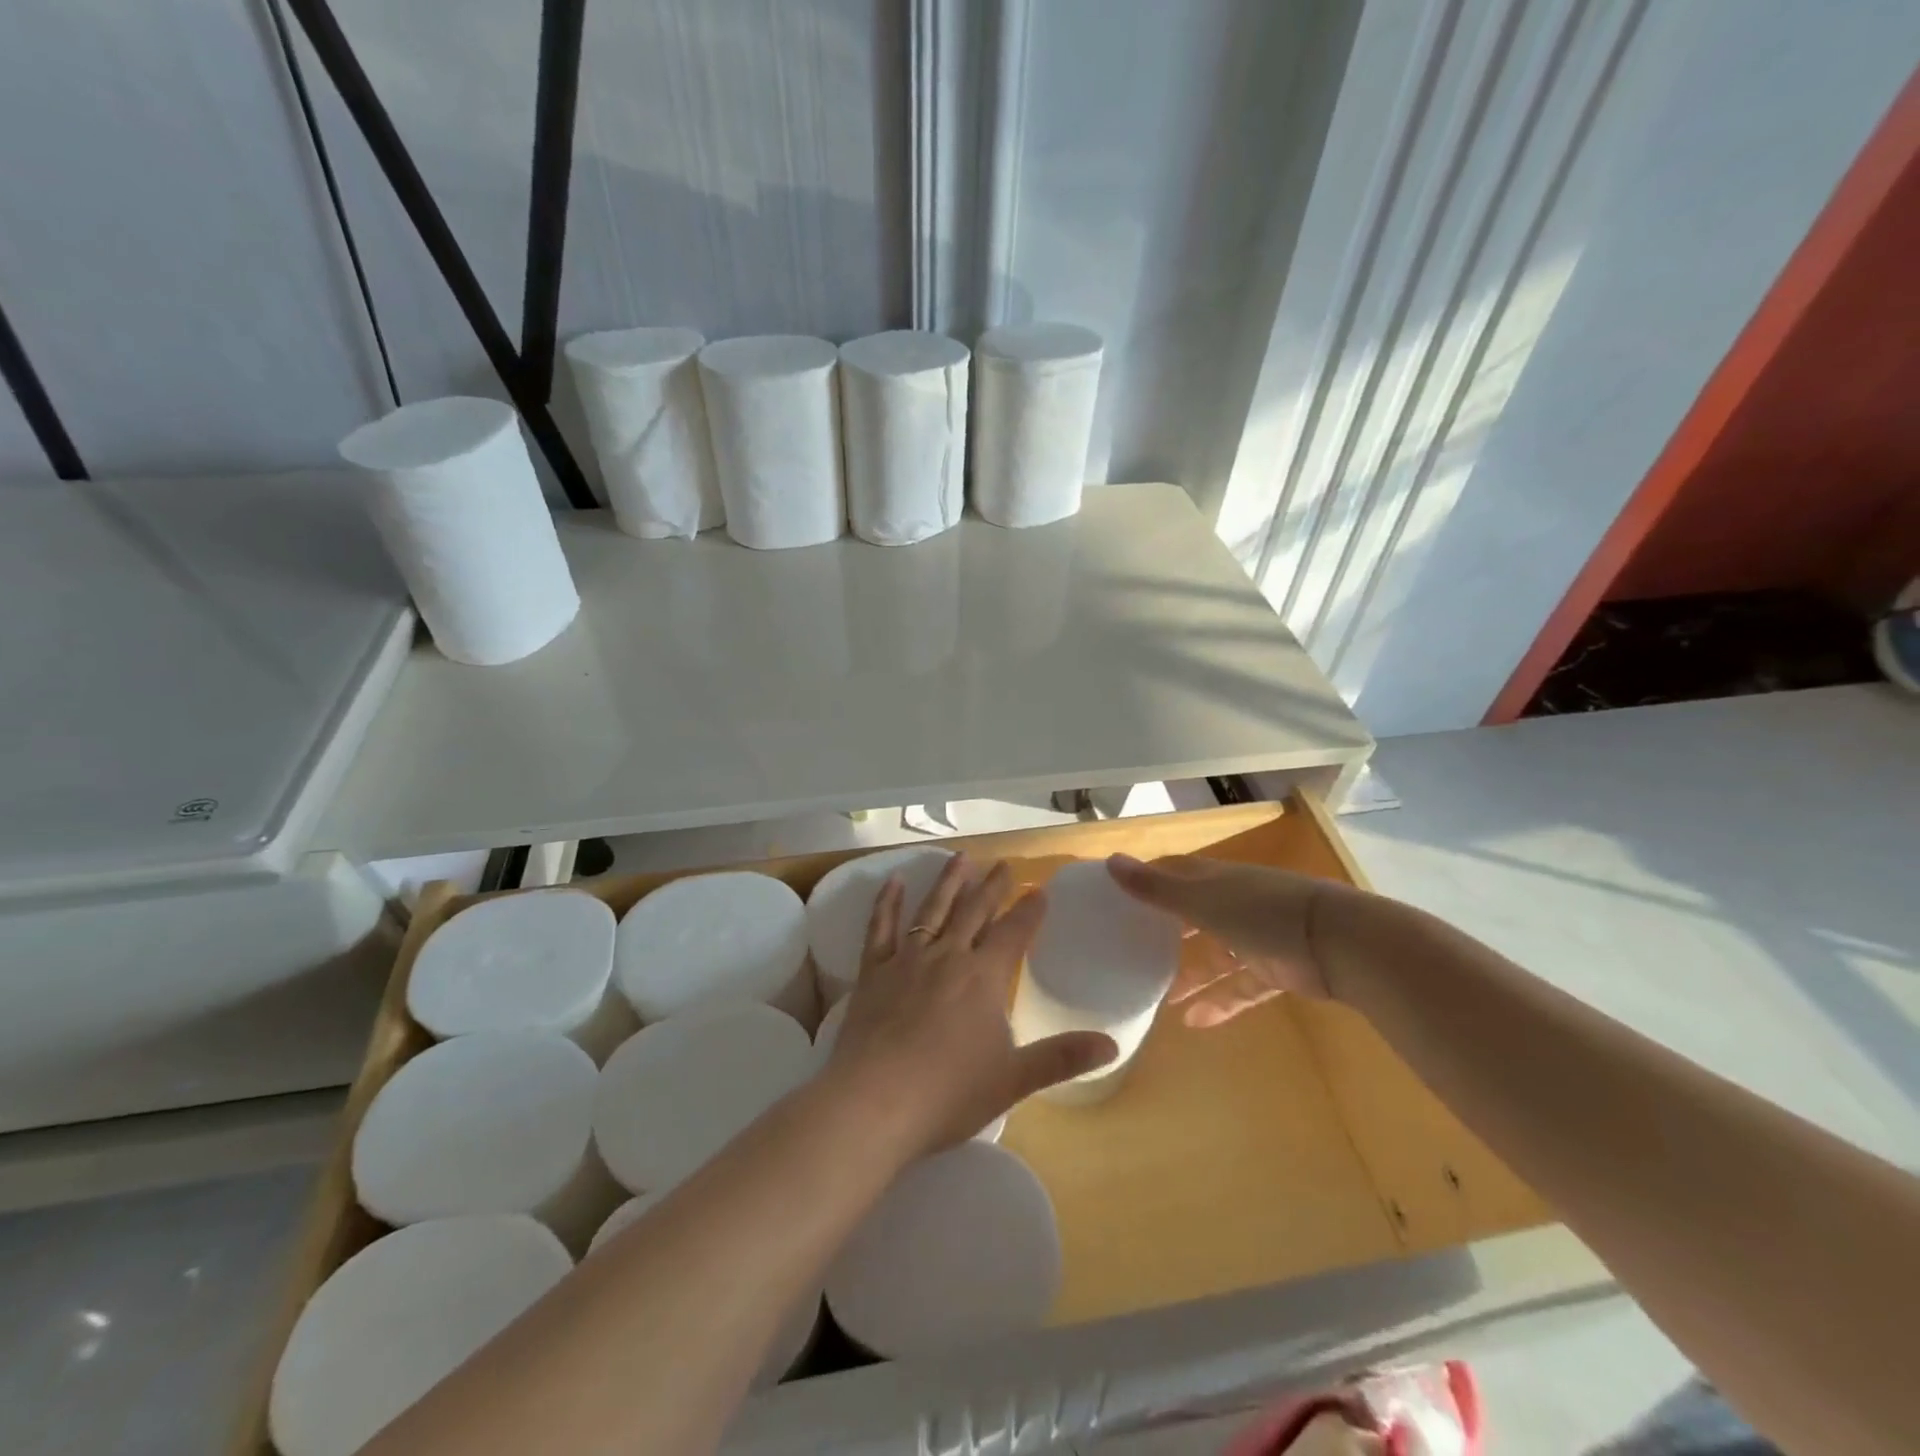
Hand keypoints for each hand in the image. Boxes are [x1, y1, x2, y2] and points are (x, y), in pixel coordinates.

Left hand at [821, 854, 1117, 1156]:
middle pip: (975, 912)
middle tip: (1004, 864)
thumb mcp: (1014, 1079)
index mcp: (984, 978)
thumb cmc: (949, 1093)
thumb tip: (1113, 1046)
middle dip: (992, 886)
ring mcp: (907, 960)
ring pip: (932, 910)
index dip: (1029, 911)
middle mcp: (948, 957)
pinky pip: (881, 927)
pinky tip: (893, 881)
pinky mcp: (873, 971)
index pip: (1014, 933)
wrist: (874, 1102)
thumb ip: (1062, 1058)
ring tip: (961, 857)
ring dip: (949, 882)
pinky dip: (887, 902)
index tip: (1040, 889)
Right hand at [1106, 854, 1342, 1026]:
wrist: (1337, 942)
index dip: (1148, 882)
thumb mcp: (1201, 900)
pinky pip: (1241, 987)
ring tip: (1158, 999)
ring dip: (1190, 976)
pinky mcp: (1276, 970)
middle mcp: (1233, 904)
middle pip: (1193, 915)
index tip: (1117, 898)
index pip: (1174, 875)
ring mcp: (1257, 937)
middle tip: (1132, 952)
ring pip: (1215, 956)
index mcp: (1215, 880)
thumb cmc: (1261, 912)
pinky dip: (1220, 1002)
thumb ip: (1156, 888)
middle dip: (1166, 934)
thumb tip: (1110, 861)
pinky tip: (1194, 1023)